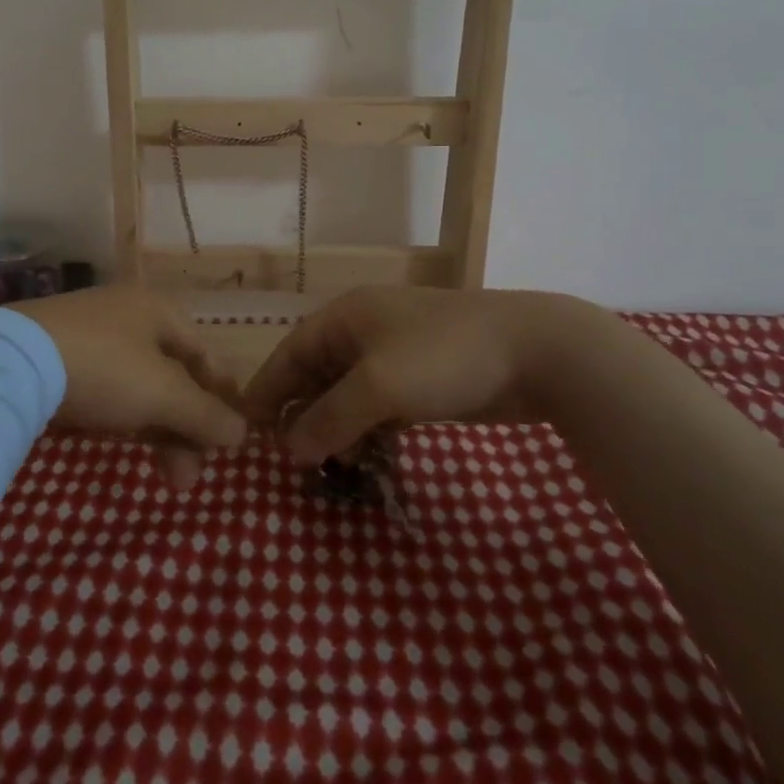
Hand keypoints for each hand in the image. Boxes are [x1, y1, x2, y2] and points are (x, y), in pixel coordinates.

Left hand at [10, 286, 248, 489]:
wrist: (10, 363)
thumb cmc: (104, 368)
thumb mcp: (163, 394)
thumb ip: (206, 414)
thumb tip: (242, 433)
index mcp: (159, 311)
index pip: (206, 355)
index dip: (223, 397)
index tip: (229, 442)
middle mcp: (129, 316)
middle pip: (174, 376)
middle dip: (188, 429)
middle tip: (189, 478)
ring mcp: (91, 335)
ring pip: (140, 387)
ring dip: (159, 431)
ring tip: (166, 478)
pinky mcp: (59, 358)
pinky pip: (107, 389)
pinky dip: (124, 418)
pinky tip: (120, 444)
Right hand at [243, 286, 596, 464]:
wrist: (536, 353)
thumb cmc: (443, 357)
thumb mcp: (378, 387)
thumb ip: (329, 418)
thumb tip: (289, 447)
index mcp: (345, 318)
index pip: (290, 353)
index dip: (267, 389)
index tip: (247, 428)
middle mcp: (364, 332)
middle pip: (317, 375)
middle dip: (303, 414)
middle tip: (292, 458)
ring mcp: (395, 355)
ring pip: (349, 395)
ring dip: (337, 428)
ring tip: (334, 465)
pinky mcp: (422, 379)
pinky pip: (379, 406)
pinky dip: (369, 430)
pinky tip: (369, 457)